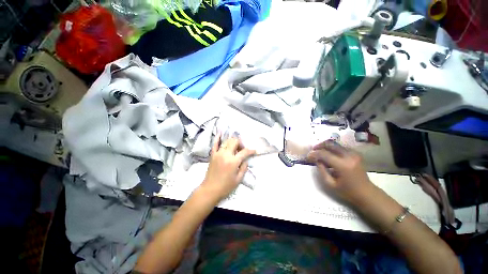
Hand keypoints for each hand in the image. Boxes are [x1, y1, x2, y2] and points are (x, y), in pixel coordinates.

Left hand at [201, 133, 255, 201]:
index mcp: (233, 161)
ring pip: (226, 141)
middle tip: (242, 150)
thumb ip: (244, 167)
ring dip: (232, 142)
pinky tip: (220, 133)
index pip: (244, 151)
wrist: (210, 189)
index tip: (254, 151)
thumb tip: (245, 160)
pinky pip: (215, 144)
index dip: (251, 150)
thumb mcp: (238, 179)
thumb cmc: (226, 186)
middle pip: (235, 142)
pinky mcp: (212, 155)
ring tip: (235, 147)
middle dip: (240, 143)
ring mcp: (218, 153)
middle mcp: (226, 154)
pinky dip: (218, 138)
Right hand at [307, 140, 374, 205]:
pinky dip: (331, 149)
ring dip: (325, 146)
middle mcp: (349, 156)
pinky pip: (340, 147)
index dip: (314, 154)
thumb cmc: (347, 191)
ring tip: (319, 152)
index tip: (308, 156)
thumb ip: (321, 170)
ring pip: (335, 144)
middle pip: (330, 144)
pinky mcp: (355, 154)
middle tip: (313, 151)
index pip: (324, 154)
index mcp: (343, 165)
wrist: (366, 193)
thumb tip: (316, 160)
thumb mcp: (330, 184)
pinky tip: (328, 155)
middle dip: (319, 146)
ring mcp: (353, 153)